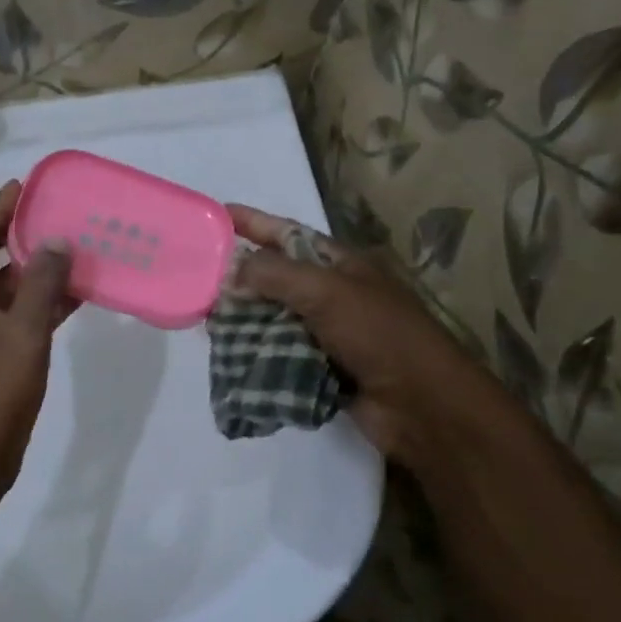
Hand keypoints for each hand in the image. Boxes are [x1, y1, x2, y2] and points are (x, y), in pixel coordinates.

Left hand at [0, 181, 75, 509]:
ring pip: (0, 284)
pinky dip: (38, 299)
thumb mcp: (24, 334)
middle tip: (52, 215)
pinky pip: (13, 313)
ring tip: (70, 249)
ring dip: (31, 267)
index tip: (28, 192)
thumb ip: (41, 285)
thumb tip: (56, 240)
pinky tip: (73, 294)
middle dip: (13, 231)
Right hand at [227, 204, 515, 470]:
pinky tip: (228, 353)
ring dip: (243, 319)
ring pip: (274, 318)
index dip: (253, 223)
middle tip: (197, 276)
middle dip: (240, 277)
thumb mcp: (327, 293)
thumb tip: (229, 271)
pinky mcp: (321, 369)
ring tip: (204, 317)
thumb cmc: (380, 336)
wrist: (423, 407)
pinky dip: (256, 353)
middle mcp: (333, 294)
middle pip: (276, 278)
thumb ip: (275, 276)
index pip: (288, 235)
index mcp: (342, 265)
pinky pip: (279, 354)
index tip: (216, 214)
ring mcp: (328, 333)